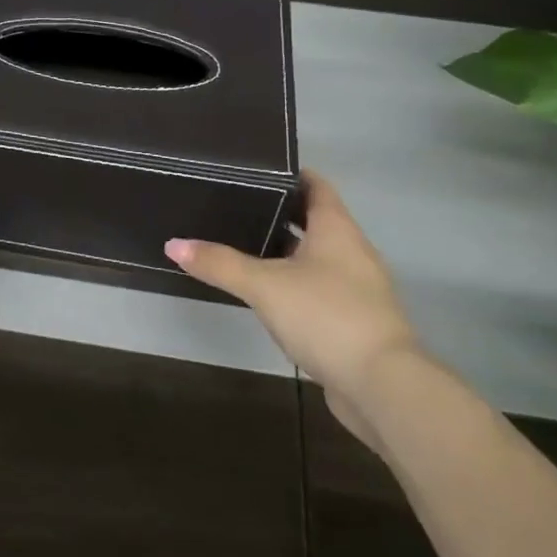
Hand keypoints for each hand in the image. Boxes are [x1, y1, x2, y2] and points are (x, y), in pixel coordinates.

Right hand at [165, 171, 418, 444]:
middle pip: (314, 220)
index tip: (255, 169)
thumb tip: (173, 244)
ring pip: (315, 257)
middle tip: (235, 205)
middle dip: (279, 212)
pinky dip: (293, 283)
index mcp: (337, 230)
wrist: (382, 386)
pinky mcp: (353, 320)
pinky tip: (265, 293)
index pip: (316, 186)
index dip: (290, 174)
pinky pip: (318, 288)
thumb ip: (220, 264)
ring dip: (284, 250)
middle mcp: (351, 252)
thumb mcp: (265, 286)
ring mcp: (356, 288)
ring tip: (241, 244)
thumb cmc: (326, 316)